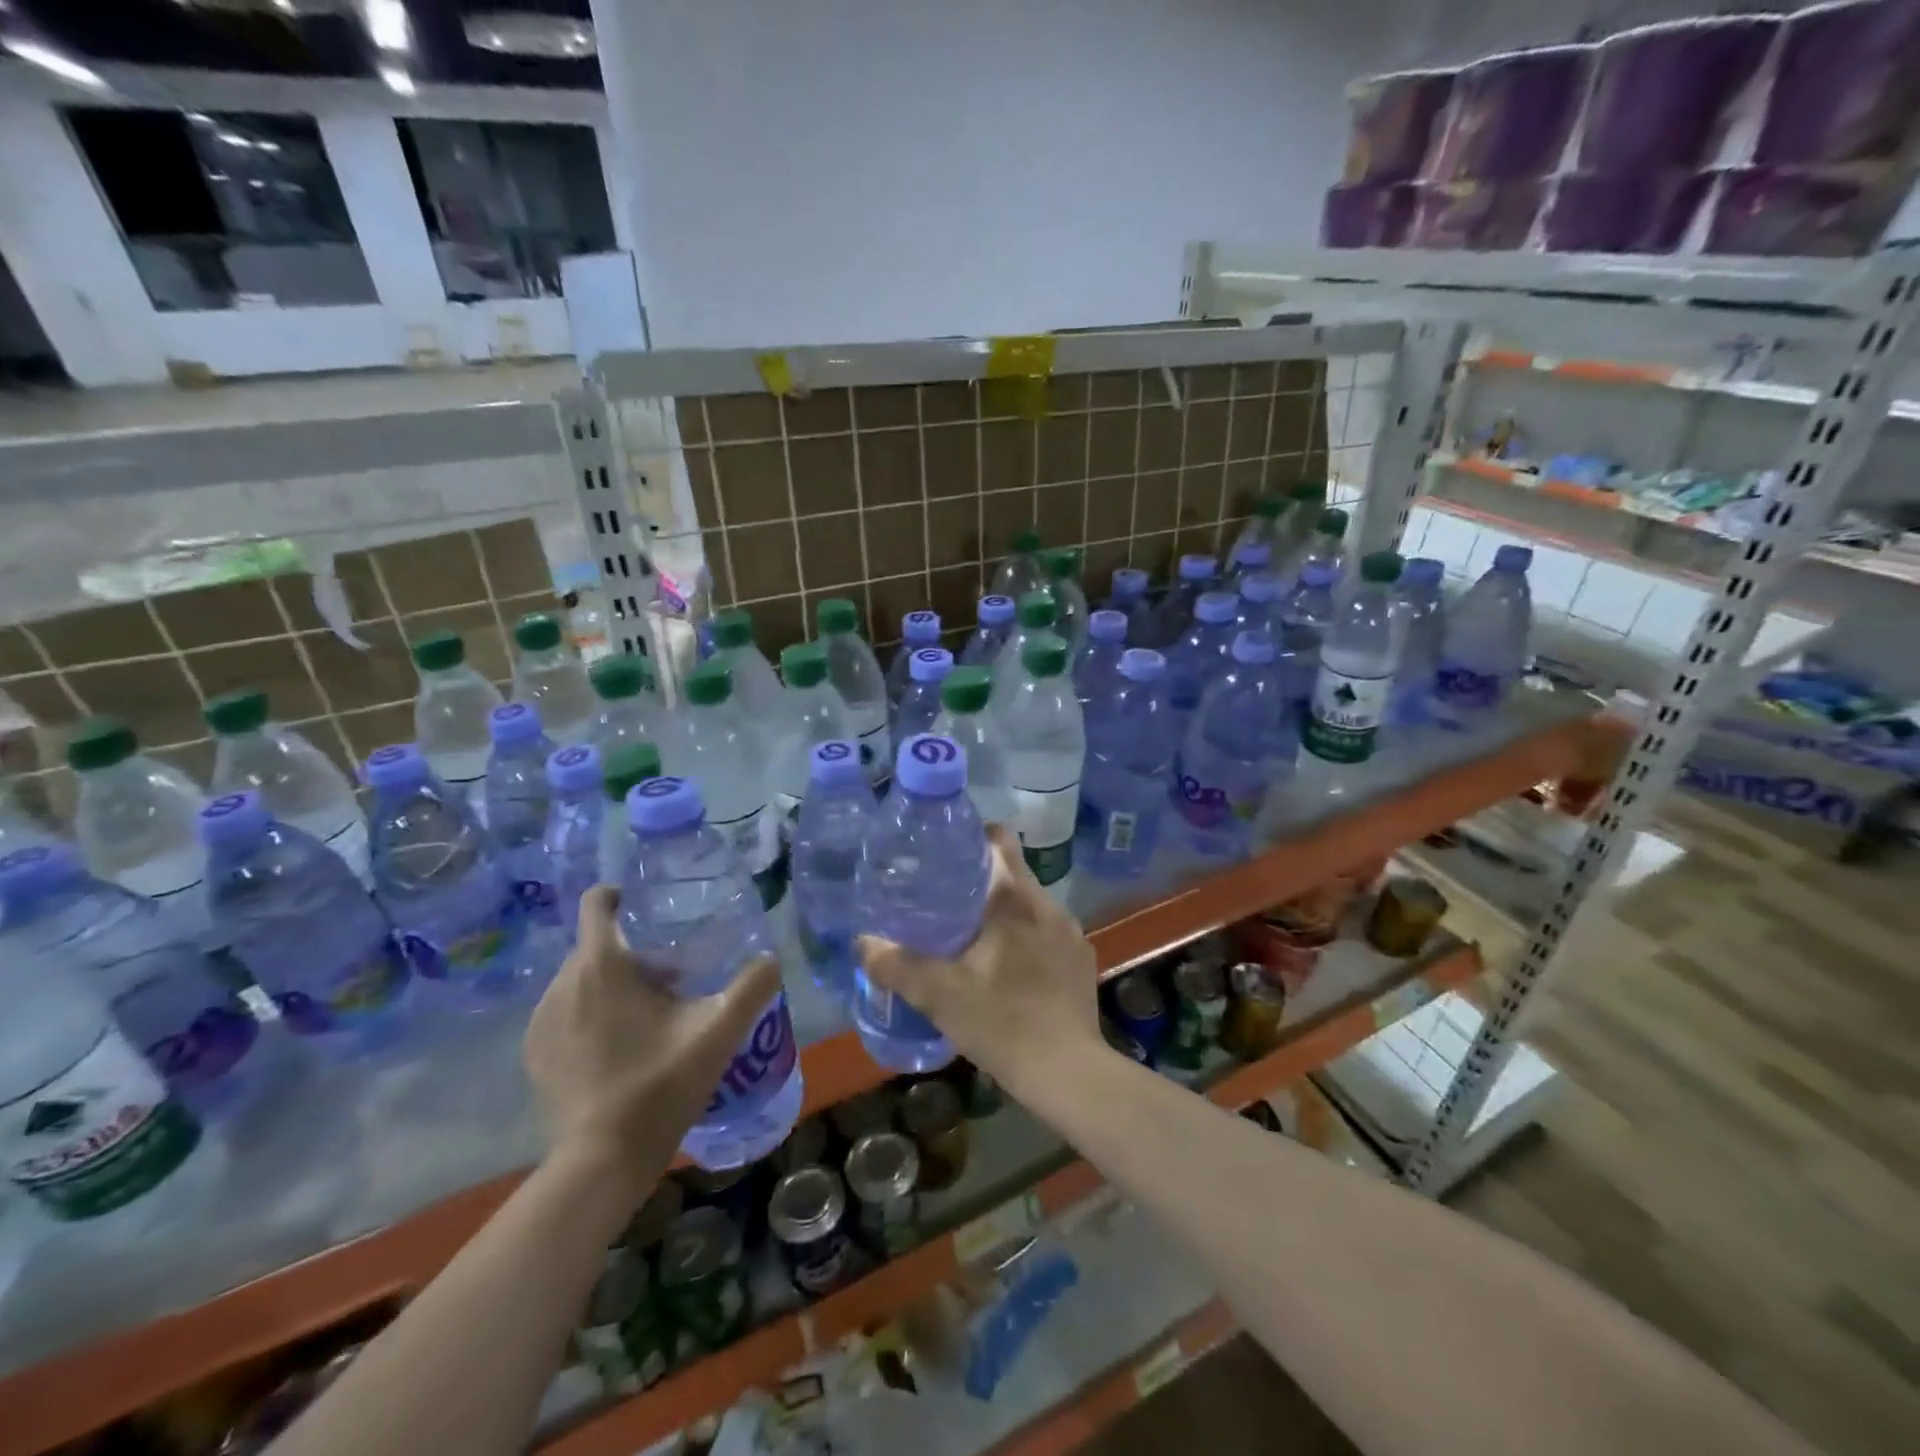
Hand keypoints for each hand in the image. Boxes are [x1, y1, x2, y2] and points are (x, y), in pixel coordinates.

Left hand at [524, 886, 780, 1187]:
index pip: (596, 904)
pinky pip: (566, 1012)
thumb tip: (771, 958)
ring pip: (581, 980)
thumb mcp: (718, 1031)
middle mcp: (562, 983)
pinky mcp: (534, 1054)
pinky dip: (590, 1014)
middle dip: (634, 953)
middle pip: (597, 946)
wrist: (602, 1160)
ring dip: (612, 985)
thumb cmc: (660, 1083)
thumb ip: (752, 987)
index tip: (646, 904)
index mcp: (602, 965)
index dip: (618, 895)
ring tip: (649, 1017)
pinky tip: (620, 1047)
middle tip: (674, 979)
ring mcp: (541, 1021)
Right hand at [857, 824, 1102, 1092]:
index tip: (945, 852)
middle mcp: (1048, 905)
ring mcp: (1070, 933)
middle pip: (1012, 873)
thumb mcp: (939, 995)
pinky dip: (1025, 938)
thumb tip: (862, 942)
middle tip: (944, 897)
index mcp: (1016, 899)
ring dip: (1003, 912)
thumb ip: (897, 966)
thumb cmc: (1002, 1022)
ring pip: (1029, 905)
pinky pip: (1047, 933)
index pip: (1000, 841)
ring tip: (971, 934)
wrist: (1068, 1073)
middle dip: (980, 879)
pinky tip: (1006, 967)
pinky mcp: (1081, 960)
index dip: (973, 837)